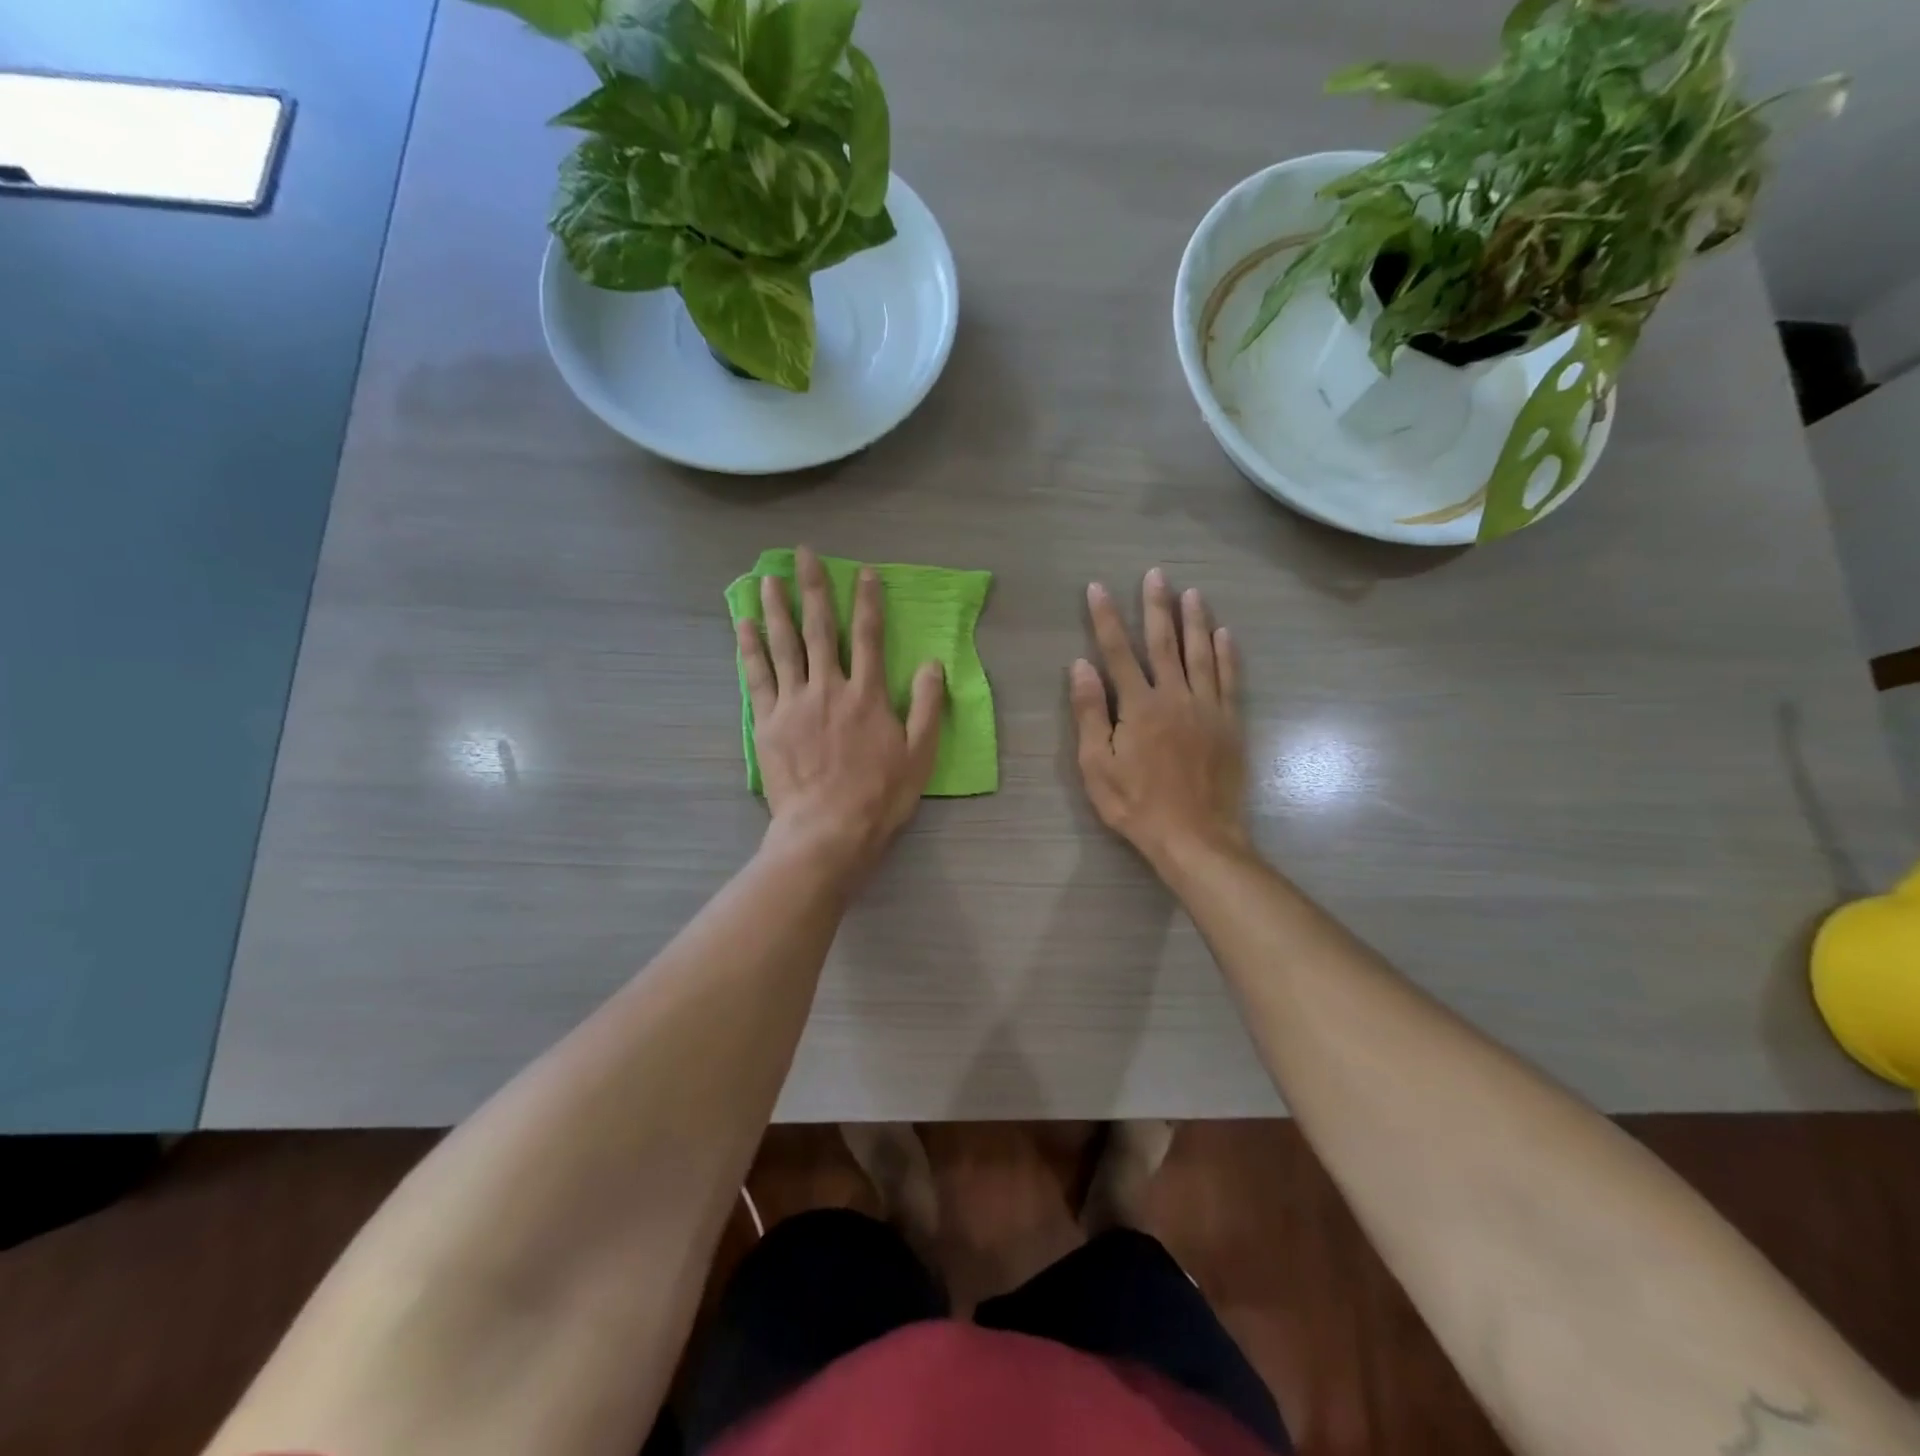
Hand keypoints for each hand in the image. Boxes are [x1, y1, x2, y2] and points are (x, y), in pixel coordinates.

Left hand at [738, 545, 945, 879]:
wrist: (828, 829)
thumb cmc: (880, 796)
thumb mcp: (919, 754)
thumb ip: (927, 707)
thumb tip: (934, 665)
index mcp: (867, 695)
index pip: (870, 637)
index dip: (868, 602)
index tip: (864, 572)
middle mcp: (829, 688)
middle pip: (821, 629)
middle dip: (814, 588)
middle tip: (803, 555)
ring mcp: (794, 703)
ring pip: (784, 645)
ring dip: (776, 608)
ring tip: (768, 578)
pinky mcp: (768, 722)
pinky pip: (757, 676)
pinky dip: (749, 648)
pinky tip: (743, 624)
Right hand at [1070, 568, 1248, 872]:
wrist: (1196, 836)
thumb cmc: (1137, 805)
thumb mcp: (1097, 766)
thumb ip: (1090, 713)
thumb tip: (1081, 666)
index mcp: (1138, 706)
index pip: (1118, 652)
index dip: (1106, 618)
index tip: (1098, 588)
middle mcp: (1175, 696)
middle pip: (1164, 643)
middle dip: (1157, 607)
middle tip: (1156, 575)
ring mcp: (1207, 708)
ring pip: (1201, 653)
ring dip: (1195, 620)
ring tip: (1191, 592)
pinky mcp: (1230, 723)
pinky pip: (1229, 679)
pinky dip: (1226, 654)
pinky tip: (1225, 634)